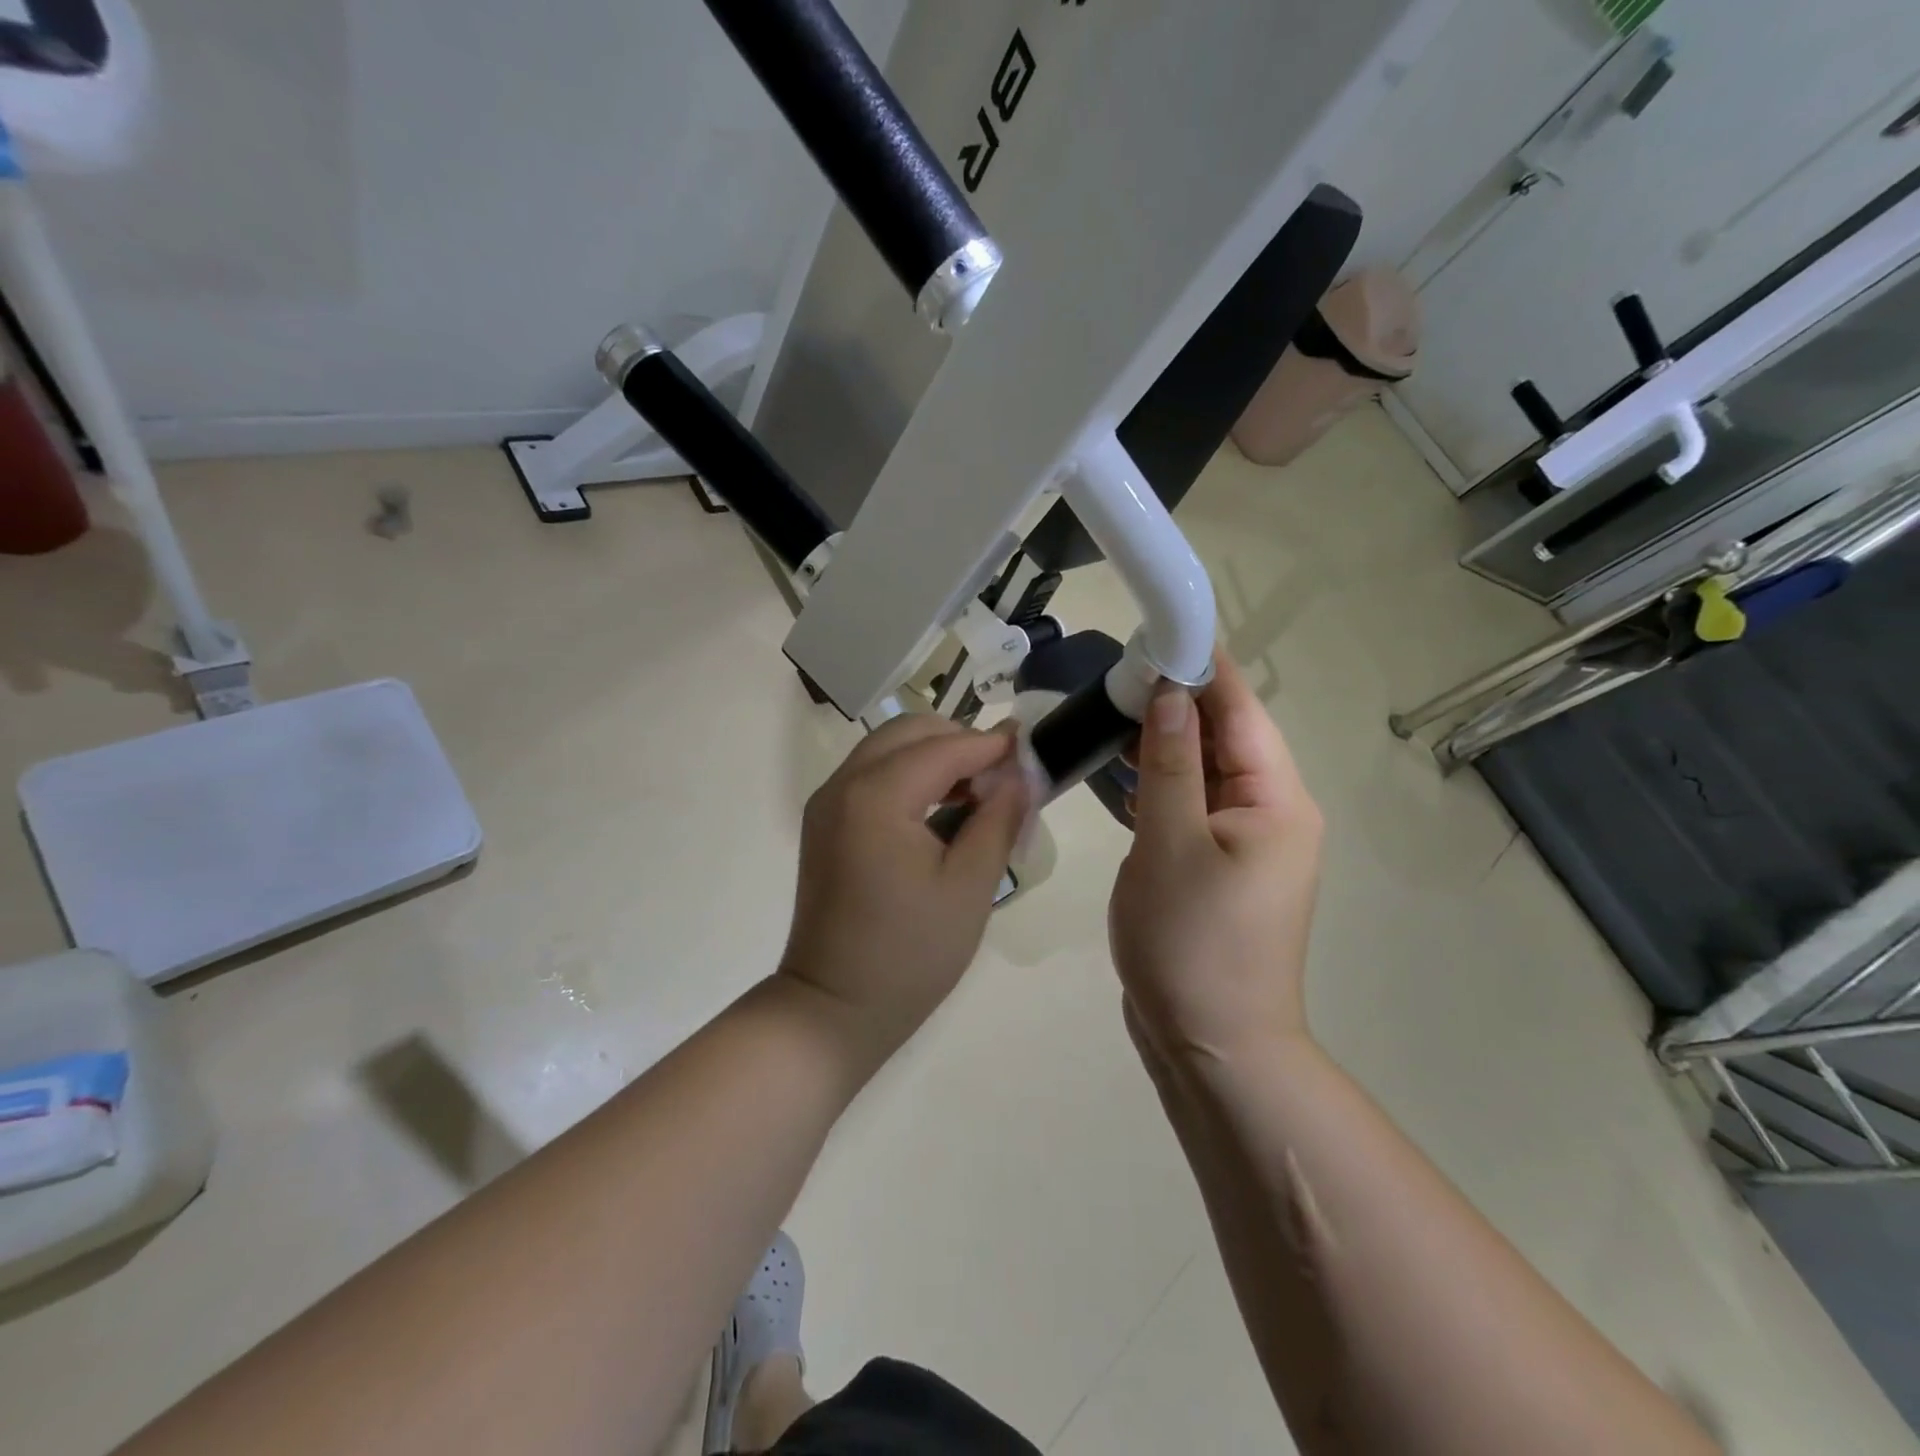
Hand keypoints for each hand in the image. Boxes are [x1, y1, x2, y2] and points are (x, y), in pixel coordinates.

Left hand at [780, 715, 1027, 1055]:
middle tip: (1002, 775)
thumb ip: (999, 819)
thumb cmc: (910, 954)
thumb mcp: (970, 887)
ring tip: (977, 792)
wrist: (833, 1008)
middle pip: (908, 732)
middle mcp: (843, 785)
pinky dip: (908, 775)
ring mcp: (827, 803)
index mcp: (877, 796)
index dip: (991, 744)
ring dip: (933, 756)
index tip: (1032, 748)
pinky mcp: (824, 823)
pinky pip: (871, 775)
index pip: (944, 747)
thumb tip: (1020, 774)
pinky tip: (939, 809)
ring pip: (887, 749)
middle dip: (959, 741)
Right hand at [1109, 651, 1322, 1062]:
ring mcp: (1243, 842)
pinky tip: (1122, 767)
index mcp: (1277, 800)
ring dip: (1164, 741)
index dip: (1204, 666)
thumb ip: (1170, 763)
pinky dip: (1159, 783)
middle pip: (1224, 737)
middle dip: (1177, 701)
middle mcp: (1270, 812)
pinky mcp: (1215, 865)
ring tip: (1112, 706)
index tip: (1161, 628)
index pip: (1241, 710)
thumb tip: (1171, 692)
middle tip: (1119, 668)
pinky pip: (1190, 805)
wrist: (1212, 1046)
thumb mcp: (1171, 844)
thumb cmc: (1192, 942)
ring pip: (1203, 771)